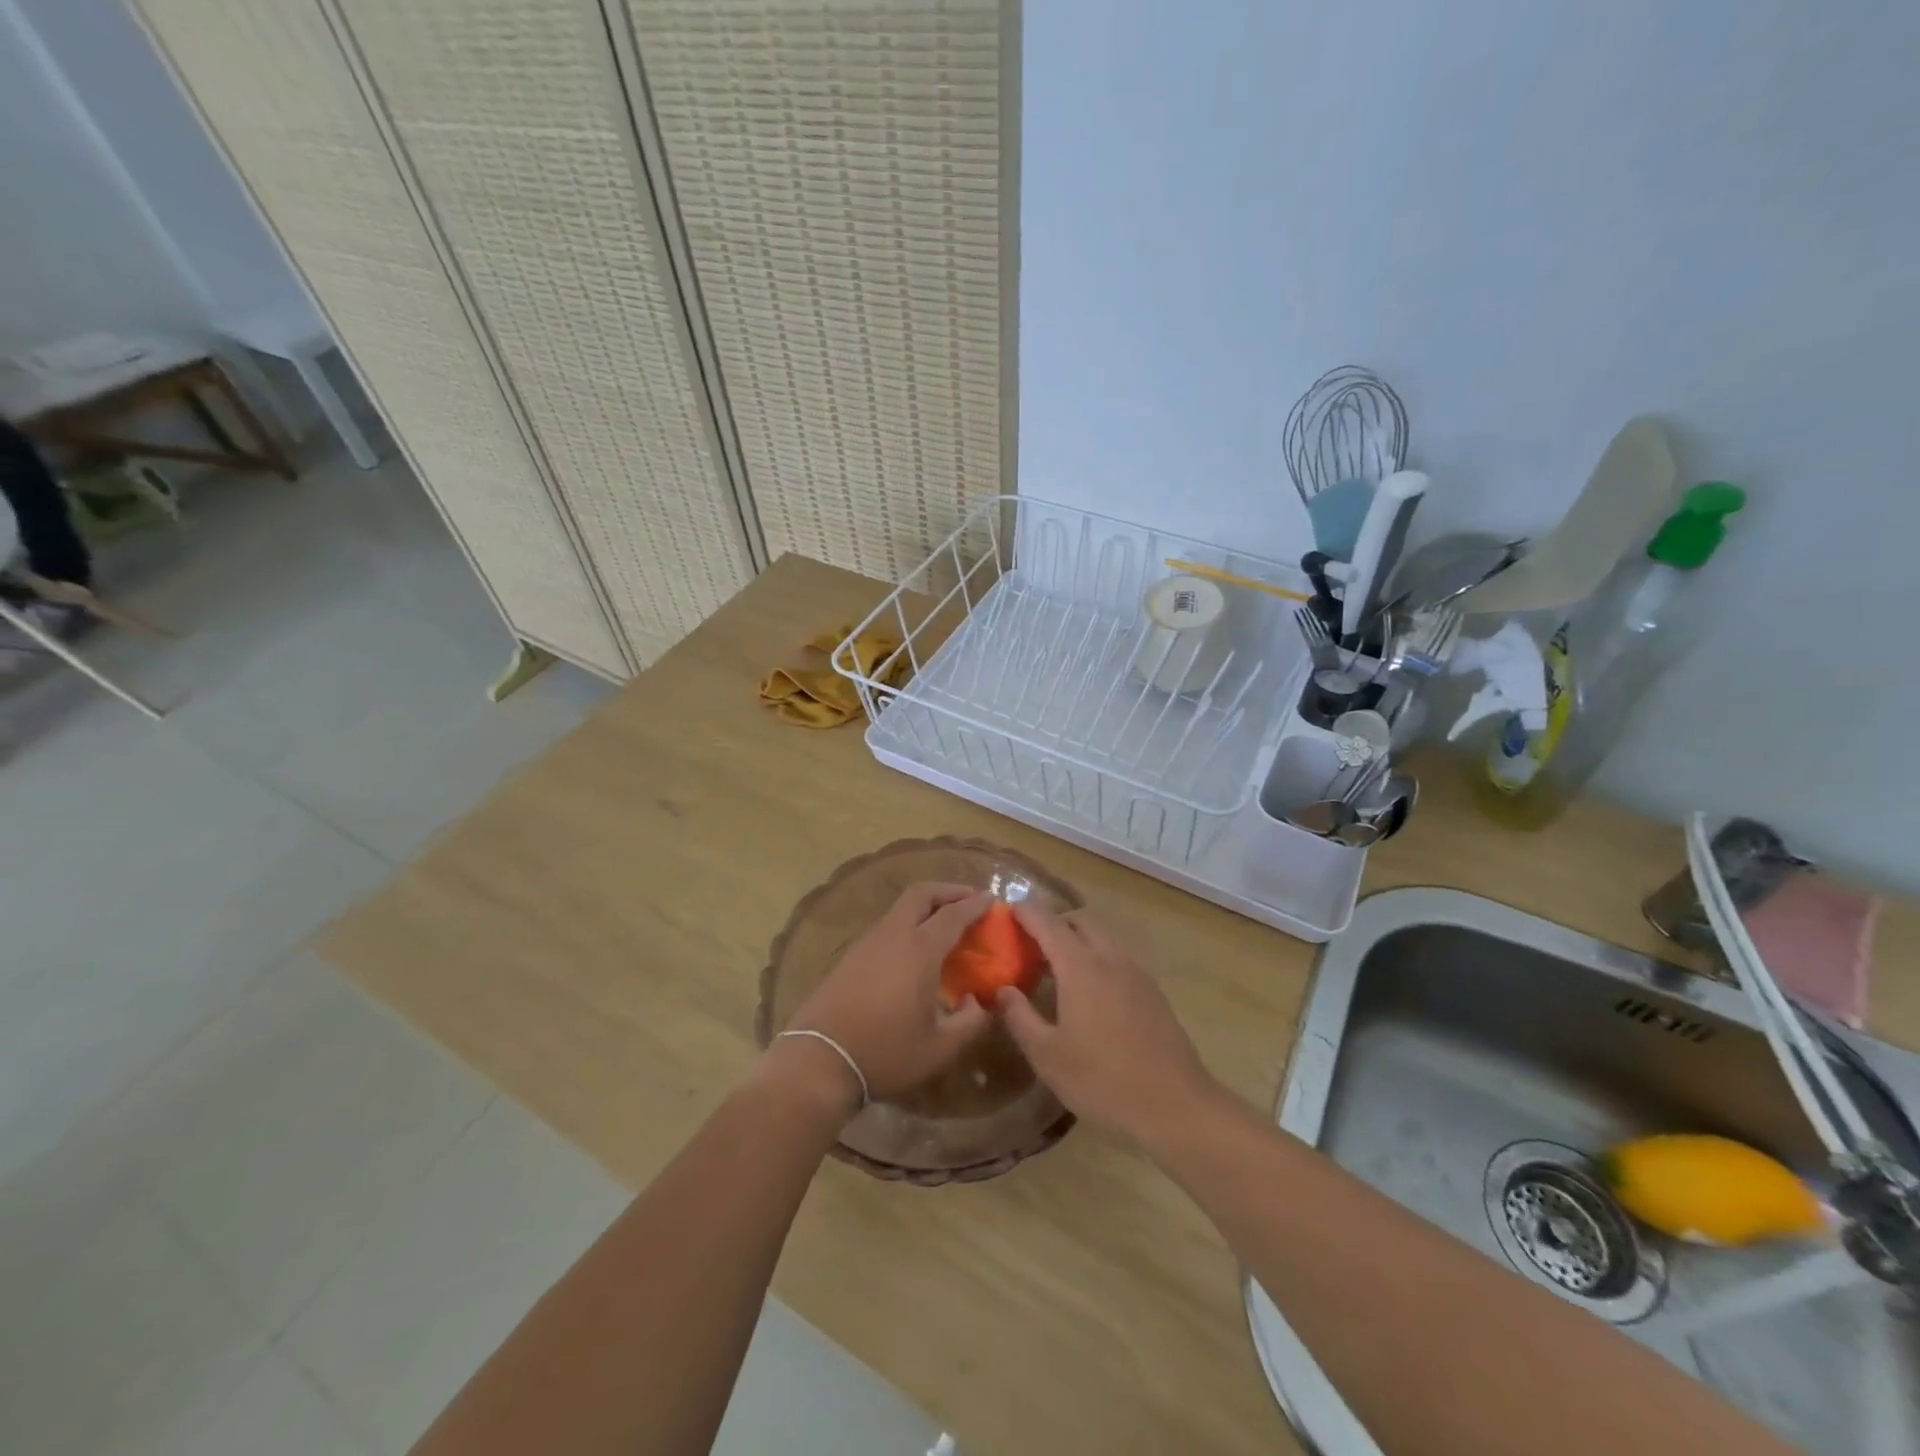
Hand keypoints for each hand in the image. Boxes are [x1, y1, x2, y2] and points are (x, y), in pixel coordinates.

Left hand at [784, 883, 993, 1104]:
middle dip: (948, 890)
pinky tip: (914, 950)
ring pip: (901, 908)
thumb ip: (971, 1022)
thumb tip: (981, 1003)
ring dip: (926, 907)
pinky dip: (908, 924)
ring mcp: (867, 942)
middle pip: (921, 894)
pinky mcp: (850, 956)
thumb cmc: (885, 1052)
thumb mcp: (940, 1048)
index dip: (975, 904)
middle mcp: (894, 935)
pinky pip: (887, 926)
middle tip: (968, 900)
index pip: (953, 914)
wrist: (819, 1060)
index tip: (992, 900)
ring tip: (944, 925)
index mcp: (920, 950)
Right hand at [996, 903, 1216, 1144]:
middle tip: (1031, 943)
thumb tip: (1002, 990)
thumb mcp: (1047, 1055)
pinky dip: (1098, 957)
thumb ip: (1019, 1017)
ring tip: (1057, 968)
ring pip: (1103, 938)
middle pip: (1080, 921)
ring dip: (1078, 940)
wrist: (1175, 1104)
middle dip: (1054, 922)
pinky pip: (1118, 958)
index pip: (1048, 924)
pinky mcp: (1153, 992)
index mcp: (1081, 967)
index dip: (1026, 913)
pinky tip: (1090, 992)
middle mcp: (1110, 958)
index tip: (1008, 909)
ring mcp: (1136, 973)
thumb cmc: (1102, 1079)